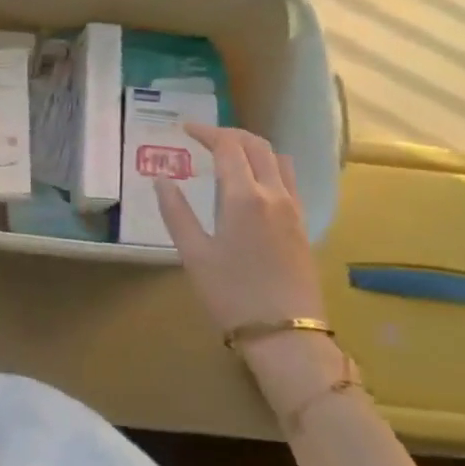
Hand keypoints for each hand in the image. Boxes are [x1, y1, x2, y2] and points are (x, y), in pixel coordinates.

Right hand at [156, 125, 341, 409]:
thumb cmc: (232, 295)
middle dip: (229, 134)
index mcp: (244, 196)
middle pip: (257, 145)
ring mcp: (293, 209)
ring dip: (253, 147)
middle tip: (204, 137)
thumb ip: (176, 212)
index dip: (206, 132)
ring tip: (230, 154)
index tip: (185, 129)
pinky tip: (254, 183)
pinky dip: (269, 166)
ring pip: (278, 159)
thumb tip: (161, 180)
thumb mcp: (194, 254)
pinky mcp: (303, 225)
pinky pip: (289, 179)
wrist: (285, 336)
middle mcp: (273, 194)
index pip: (228, 146)